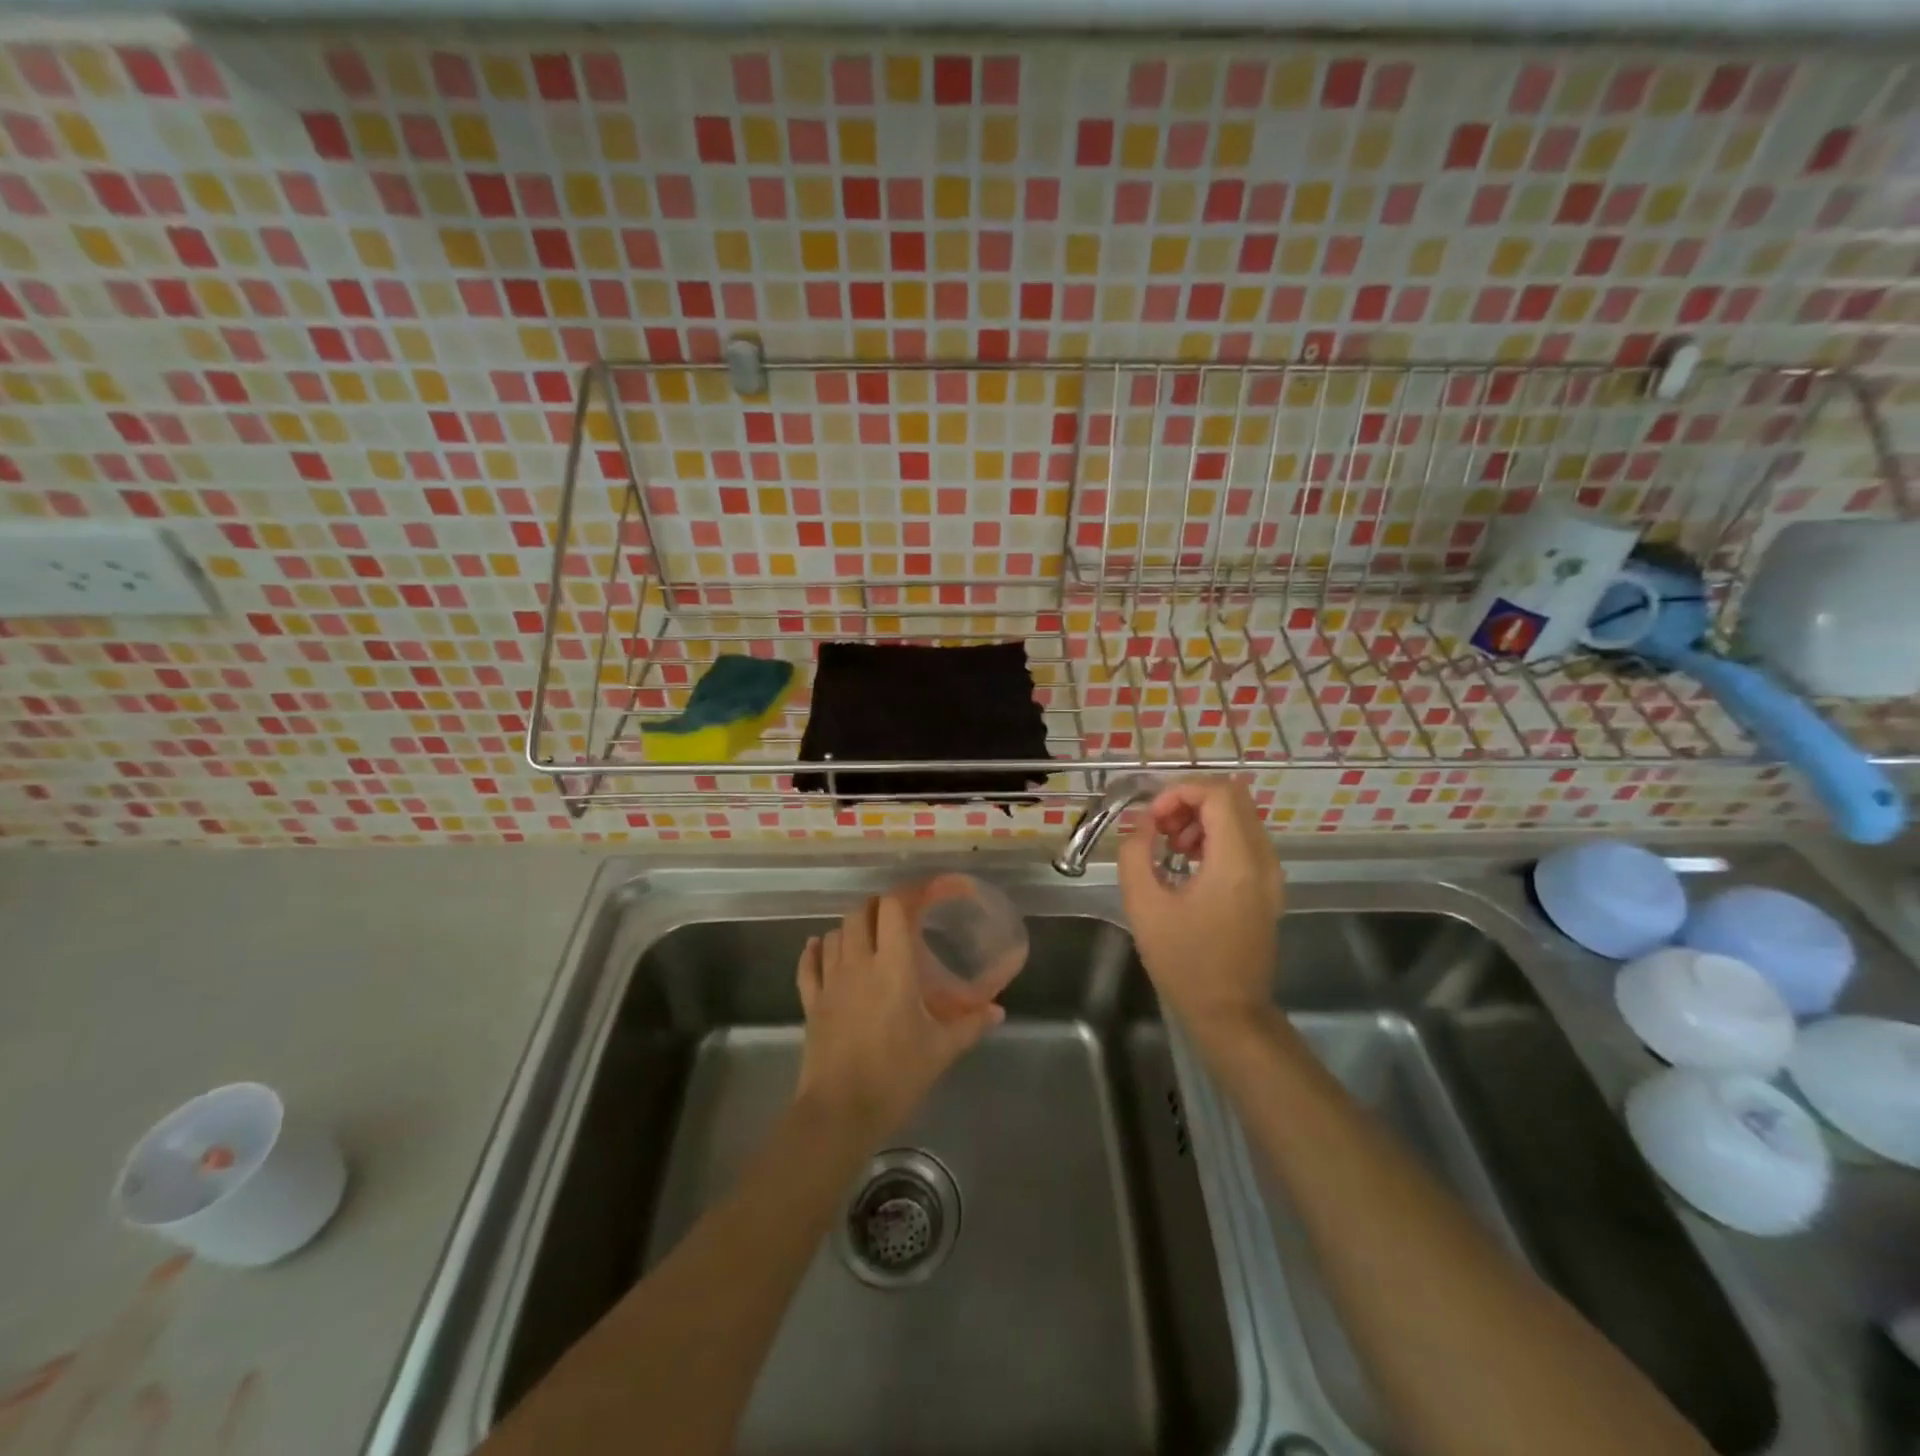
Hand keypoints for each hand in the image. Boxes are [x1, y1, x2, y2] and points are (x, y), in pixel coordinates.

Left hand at [794, 895, 1003, 1140]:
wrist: (840, 1112)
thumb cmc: (896, 1075)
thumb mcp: (941, 1050)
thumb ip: (970, 1024)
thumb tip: (998, 1010)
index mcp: (893, 967)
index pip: (893, 909)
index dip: (908, 894)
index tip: (925, 894)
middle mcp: (858, 963)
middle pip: (861, 913)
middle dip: (879, 907)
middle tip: (899, 918)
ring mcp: (830, 981)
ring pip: (834, 933)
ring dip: (851, 928)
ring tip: (868, 936)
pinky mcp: (811, 1002)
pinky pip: (808, 965)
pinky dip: (814, 950)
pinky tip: (820, 946)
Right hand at [1119, 777, 1284, 1035]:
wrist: (1229, 1012)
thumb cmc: (1183, 961)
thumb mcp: (1144, 905)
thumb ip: (1136, 852)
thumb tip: (1144, 823)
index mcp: (1237, 861)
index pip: (1218, 793)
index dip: (1179, 792)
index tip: (1152, 818)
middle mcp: (1263, 859)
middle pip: (1233, 796)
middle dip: (1190, 800)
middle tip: (1159, 828)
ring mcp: (1271, 874)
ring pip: (1240, 815)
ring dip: (1202, 817)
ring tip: (1170, 847)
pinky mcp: (1268, 886)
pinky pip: (1245, 839)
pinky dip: (1215, 836)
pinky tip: (1188, 863)